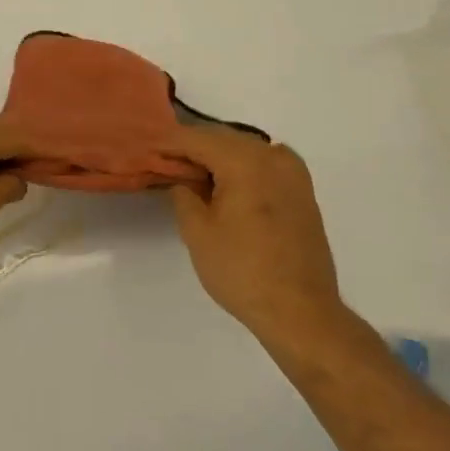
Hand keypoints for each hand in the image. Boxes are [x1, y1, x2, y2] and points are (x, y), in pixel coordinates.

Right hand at [167, 125, 343, 339]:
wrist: (301, 312)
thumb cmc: (242, 271)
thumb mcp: (197, 232)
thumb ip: (183, 195)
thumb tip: (182, 179)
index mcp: (245, 162)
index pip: (197, 139)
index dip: (169, 143)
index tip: (147, 148)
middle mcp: (272, 157)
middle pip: (223, 138)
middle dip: (193, 147)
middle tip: (165, 161)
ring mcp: (293, 173)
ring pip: (246, 149)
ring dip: (218, 156)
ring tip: (192, 173)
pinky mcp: (302, 192)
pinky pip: (265, 164)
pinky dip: (242, 167)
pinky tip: (228, 184)